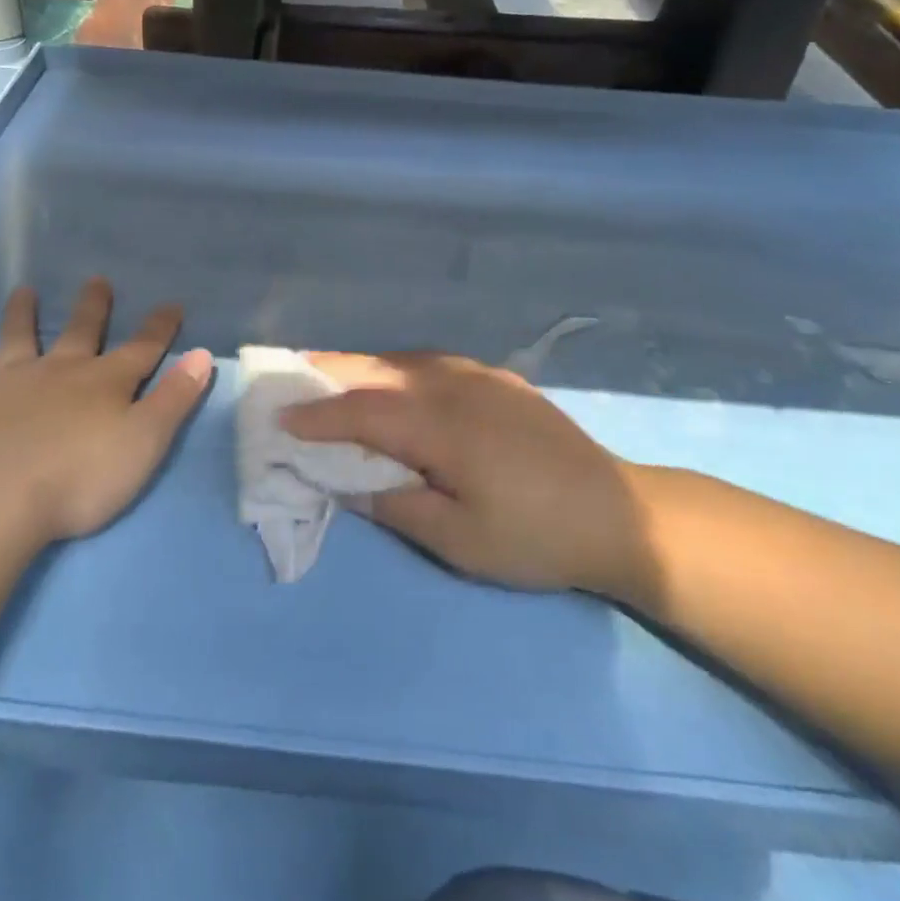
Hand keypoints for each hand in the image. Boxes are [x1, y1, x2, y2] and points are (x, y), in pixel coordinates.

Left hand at [0, 280, 212, 546]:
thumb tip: (201, 354)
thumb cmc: (82, 477)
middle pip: (81, 332)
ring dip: (22, 315)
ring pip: (18, 340)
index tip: (172, 304)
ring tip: (23, 291)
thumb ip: (175, 398)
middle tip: (96, 280)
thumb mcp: (146, 441)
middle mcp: (59, 372)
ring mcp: (11, 384)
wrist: (1, 501)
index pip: (142, 348)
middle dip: (93, 307)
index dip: (160, 327)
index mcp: (104, 382)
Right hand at [283, 352, 654, 601]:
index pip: (362, 412)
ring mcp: (480, 377)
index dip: (317, 415)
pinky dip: (399, 366)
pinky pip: (433, 363)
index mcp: (441, 426)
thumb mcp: (459, 540)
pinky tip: (394, 378)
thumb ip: (395, 504)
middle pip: (378, 371)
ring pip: (405, 360)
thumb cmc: (535, 536)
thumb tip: (344, 481)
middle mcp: (454, 387)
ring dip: (363, 364)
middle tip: (290, 370)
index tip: (279, 418)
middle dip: (330, 369)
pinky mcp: (499, 379)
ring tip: (330, 370)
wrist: (620, 515)